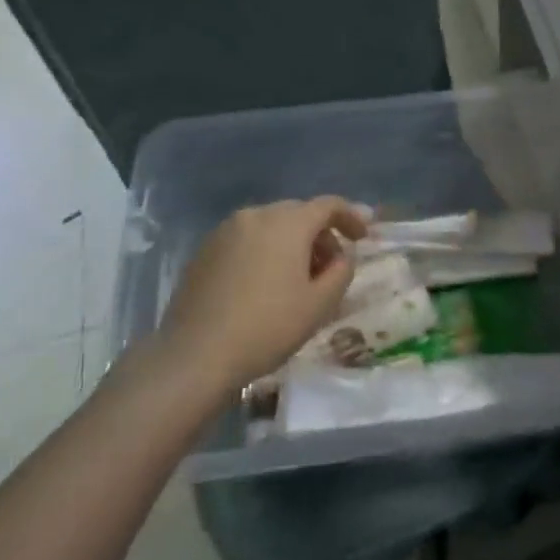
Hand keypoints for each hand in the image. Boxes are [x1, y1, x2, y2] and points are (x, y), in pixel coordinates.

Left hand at [148, 197, 369, 395]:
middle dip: (320, 234)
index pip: (328, 205)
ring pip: (270, 226)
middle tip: (330, 267)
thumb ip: (342, 271)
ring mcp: (225, 231)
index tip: (363, 238)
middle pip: (298, 213)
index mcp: (288, 223)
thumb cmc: (268, 327)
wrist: (195, 355)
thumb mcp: (320, 304)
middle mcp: (256, 215)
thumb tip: (341, 256)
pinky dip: (264, 251)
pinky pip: (246, 240)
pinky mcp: (204, 251)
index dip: (351, 217)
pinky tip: (264, 285)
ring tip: (296, 279)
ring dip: (291, 243)